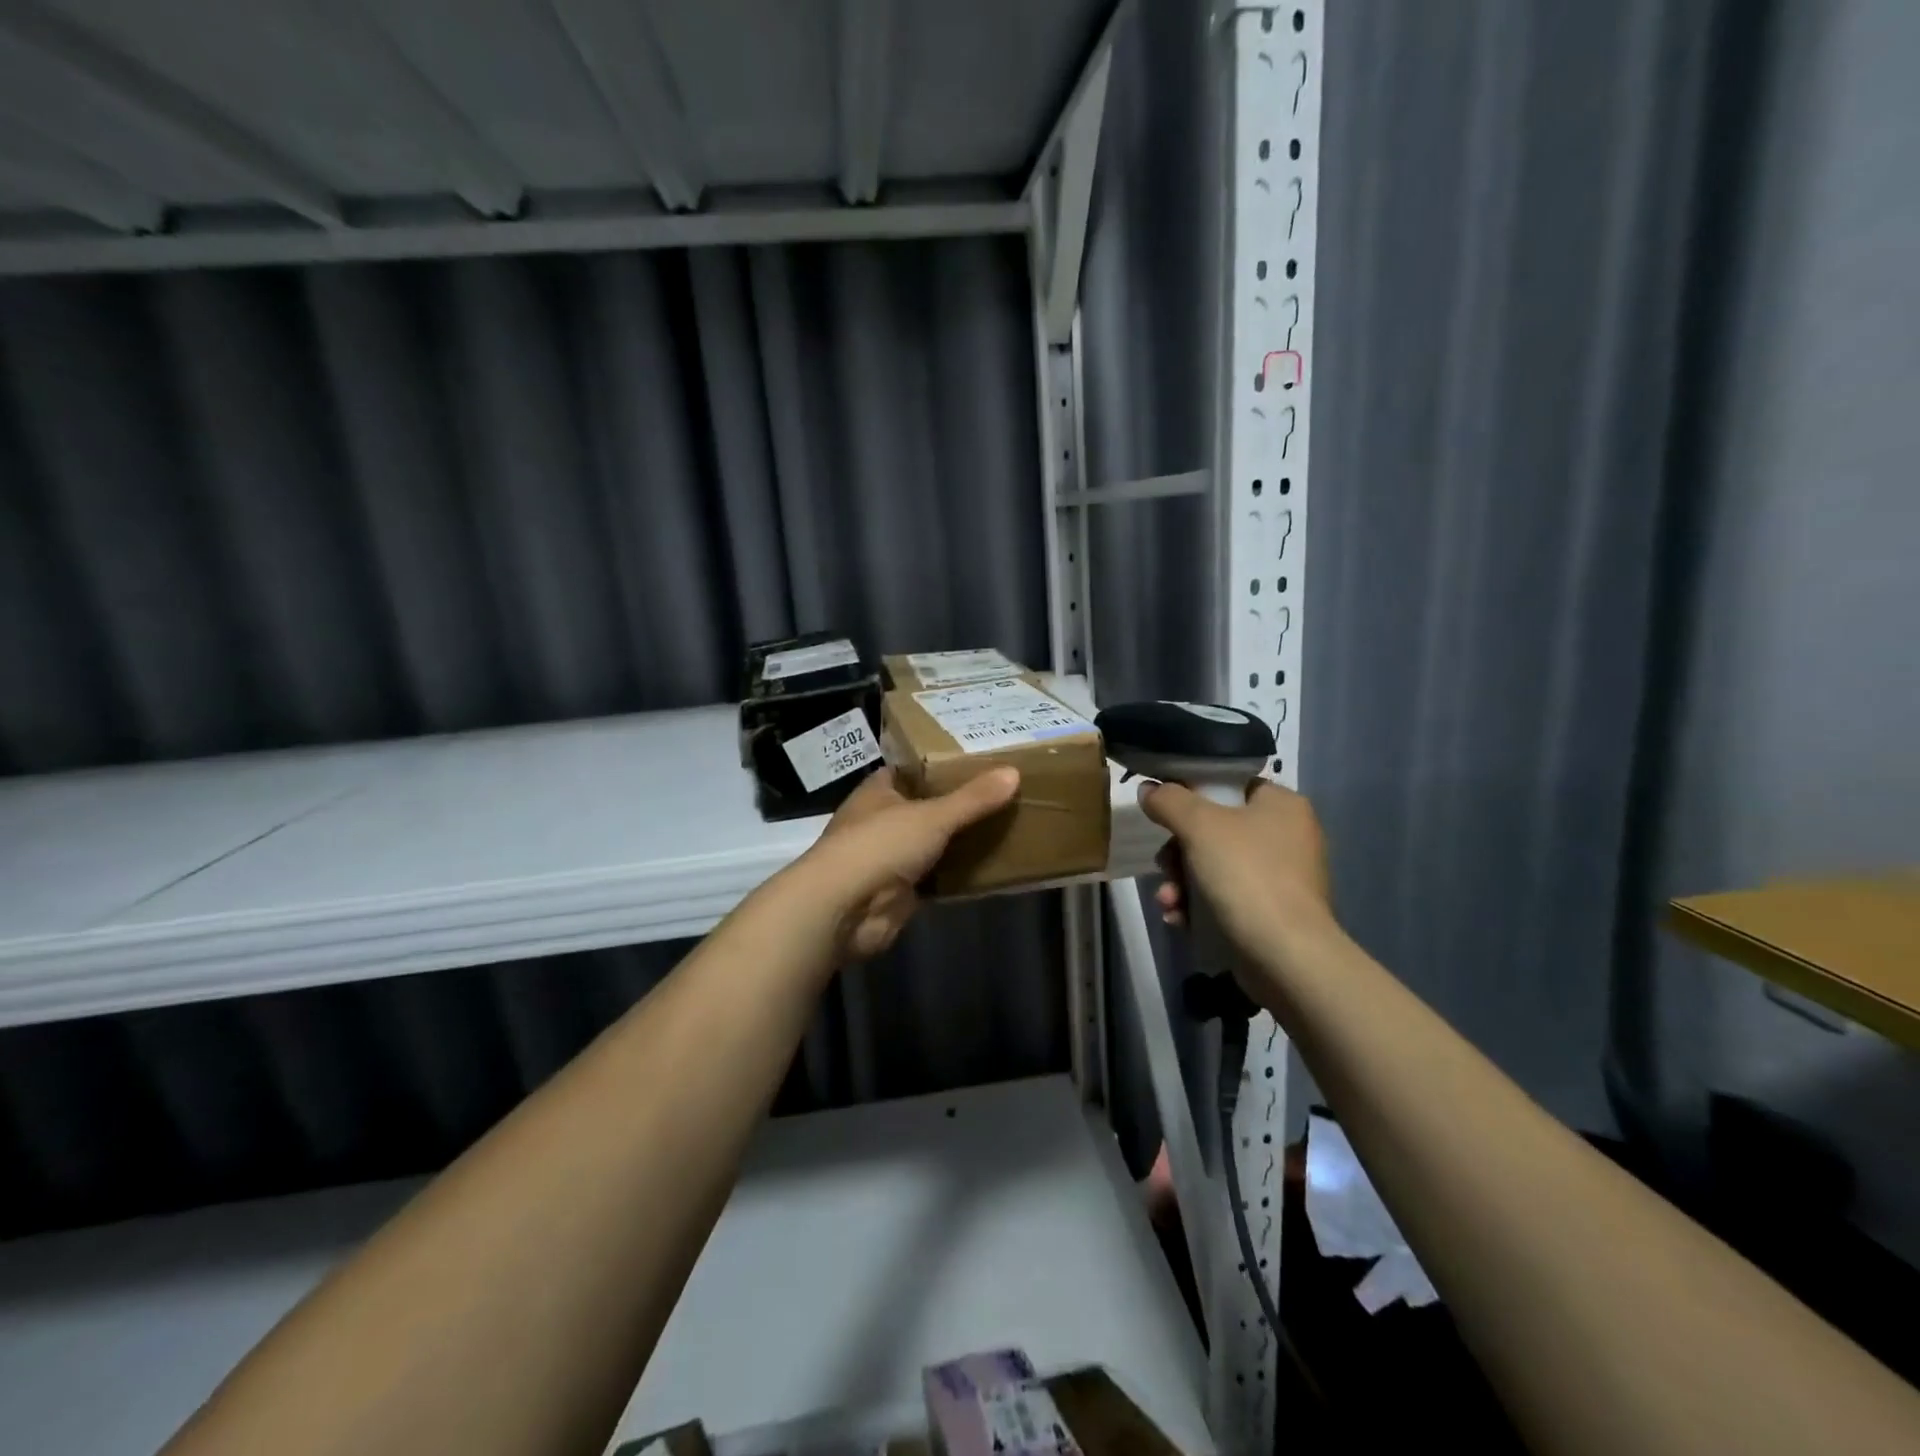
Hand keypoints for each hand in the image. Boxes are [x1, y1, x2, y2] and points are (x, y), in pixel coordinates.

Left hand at [798, 765, 1020, 960]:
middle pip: (925, 808)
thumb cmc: (880, 845)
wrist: (844, 908)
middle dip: (956, 805)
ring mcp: (889, 859)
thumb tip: (1014, 773)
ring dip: (958, 842)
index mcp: (878, 792)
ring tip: (1005, 827)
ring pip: (931, 845)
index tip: (976, 761)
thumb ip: (972, 799)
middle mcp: (881, 822)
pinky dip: (957, 876)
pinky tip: (991, 868)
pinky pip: (936, 878)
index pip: (910, 770)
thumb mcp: (932, 816)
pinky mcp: (899, 893)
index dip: (938, 765)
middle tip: (1002, 794)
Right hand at [1139, 778, 1333, 954]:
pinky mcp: (1273, 911)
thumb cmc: (1246, 875)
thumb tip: (1149, 790)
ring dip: (1182, 882)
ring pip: (1215, 865)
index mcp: (1282, 804)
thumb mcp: (1199, 826)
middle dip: (1178, 852)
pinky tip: (1180, 919)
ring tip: (1168, 900)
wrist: (1286, 956)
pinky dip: (1199, 905)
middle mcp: (1288, 835)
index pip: (1230, 785)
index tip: (1165, 814)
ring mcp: (1282, 876)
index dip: (1192, 795)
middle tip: (1164, 866)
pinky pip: (1226, 896)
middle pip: (1215, 829)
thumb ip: (1169, 801)